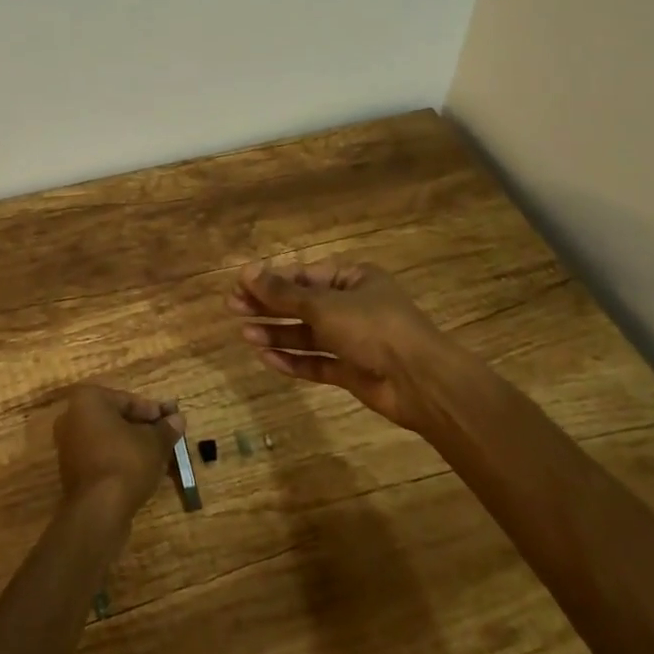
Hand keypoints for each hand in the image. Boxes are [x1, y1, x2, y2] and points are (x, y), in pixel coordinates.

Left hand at [53, 385, 184, 522]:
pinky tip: (140, 473)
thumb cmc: (126, 462)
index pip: (128, 401)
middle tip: (167, 438)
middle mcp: (72, 417)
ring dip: (132, 446)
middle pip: (116, 419)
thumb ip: (166, 428)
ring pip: (108, 440)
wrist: (98, 511)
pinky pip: (100, 457)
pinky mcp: (70, 471)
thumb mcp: (154, 443)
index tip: (172, 422)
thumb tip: (178, 419)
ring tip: (158, 457)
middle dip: (142, 429)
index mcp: (89, 400)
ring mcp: (68, 445)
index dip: (153, 412)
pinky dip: (118, 460)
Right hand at [227, 257, 440, 427]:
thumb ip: (283, 292)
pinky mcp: (352, 371)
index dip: (271, 280)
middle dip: (269, 306)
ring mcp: (353, 340)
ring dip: (277, 332)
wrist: (421, 382)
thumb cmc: (373, 327)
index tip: (239, 285)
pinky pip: (317, 362)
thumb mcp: (323, 305)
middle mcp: (353, 306)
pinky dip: (293, 360)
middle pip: (302, 303)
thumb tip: (246, 271)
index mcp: (353, 279)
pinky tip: (266, 357)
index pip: (304, 275)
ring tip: (244, 333)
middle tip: (232, 307)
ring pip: (307, 334)